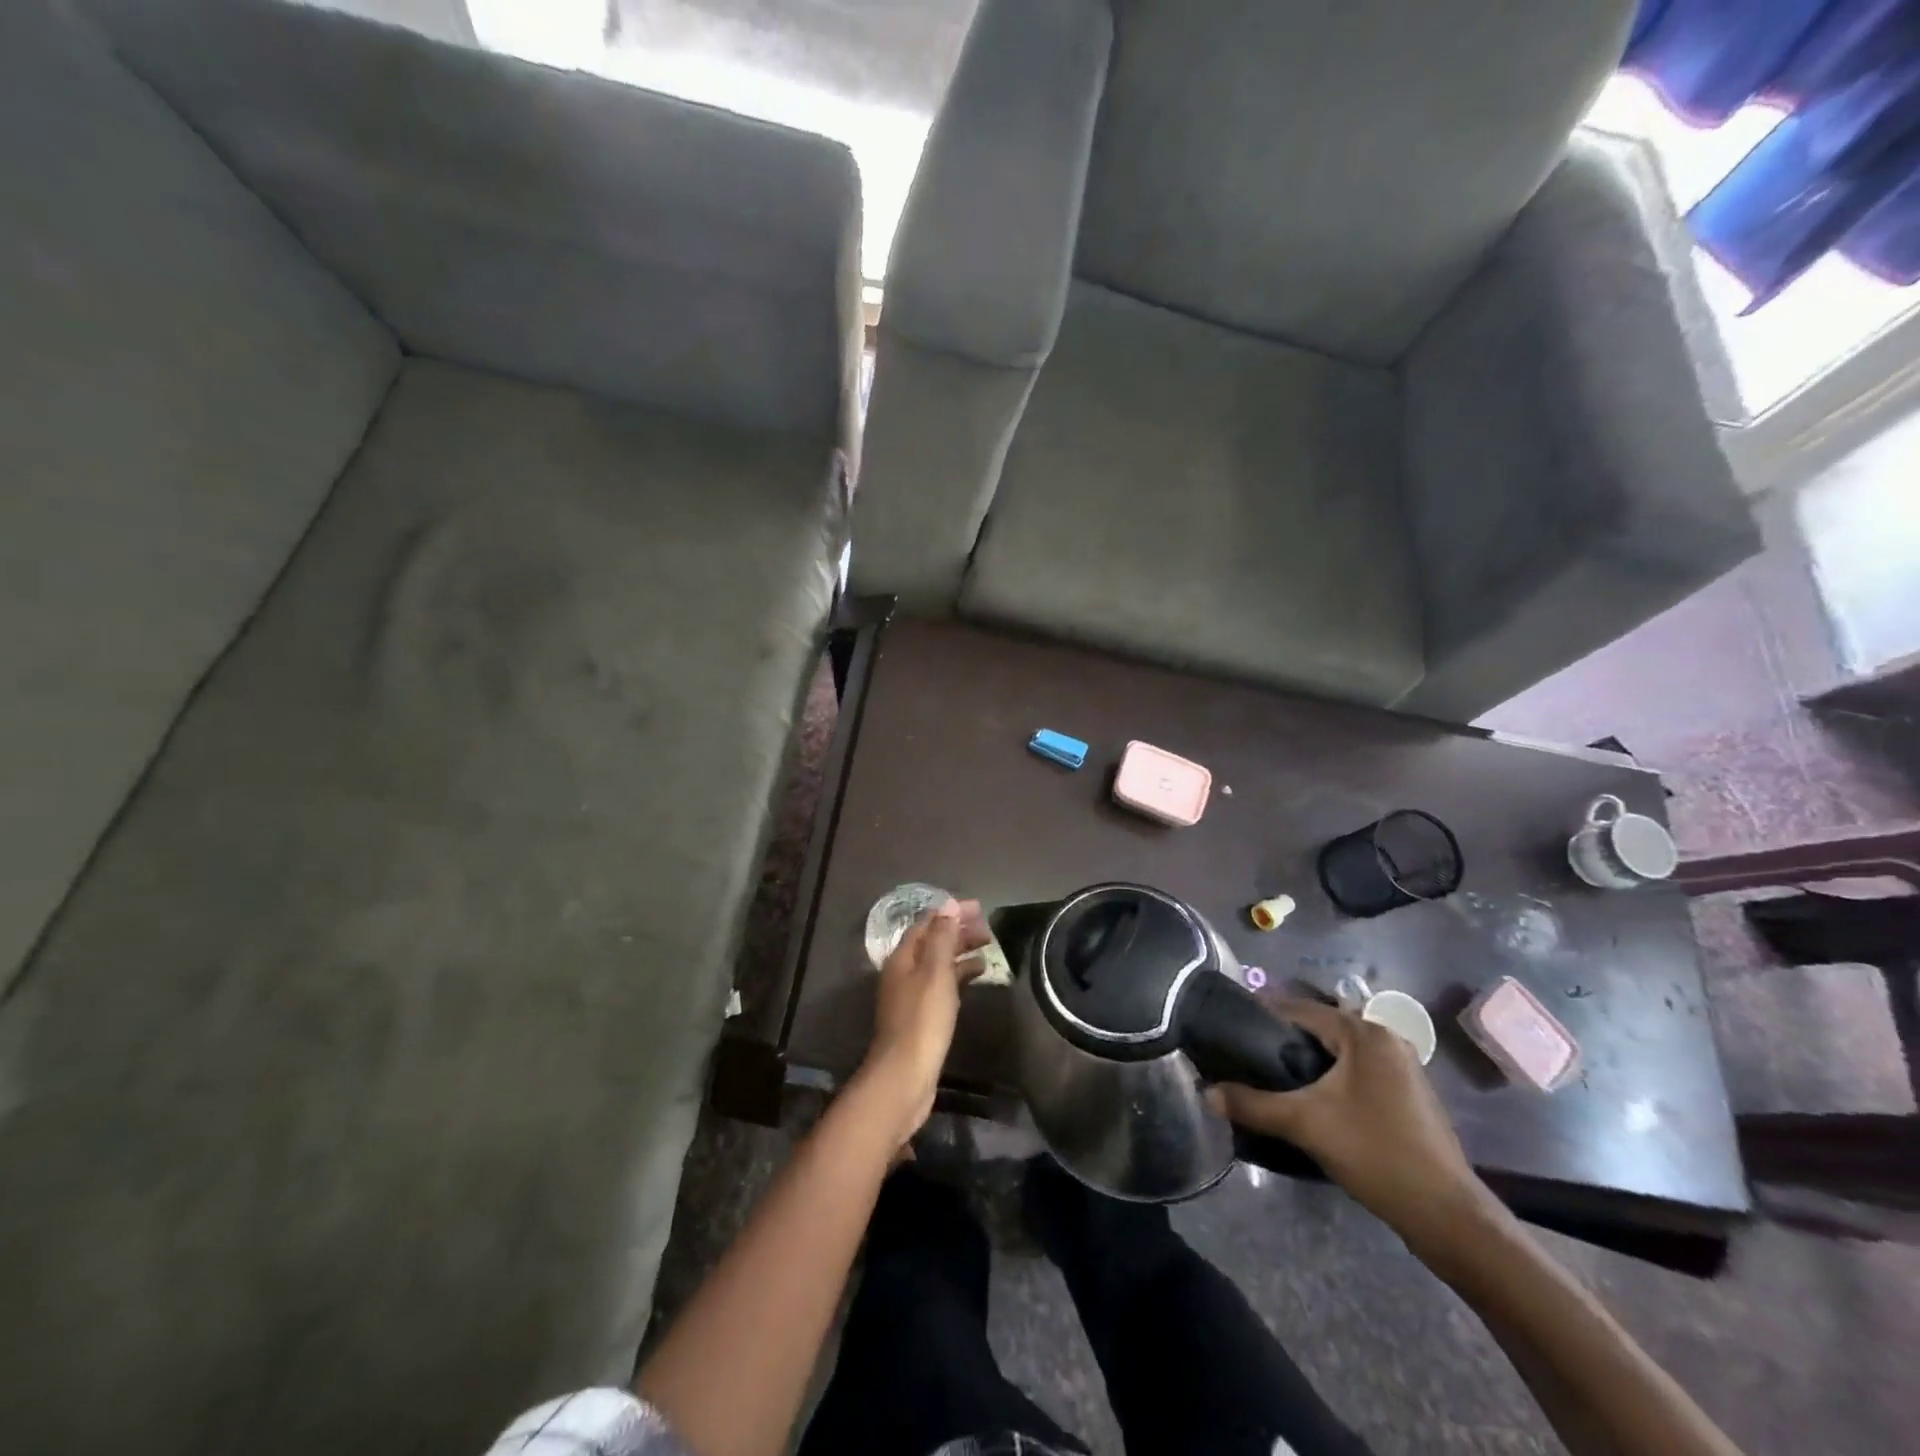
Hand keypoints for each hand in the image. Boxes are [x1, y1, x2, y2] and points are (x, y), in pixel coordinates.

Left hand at [855, 899, 988, 1143]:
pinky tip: (976, 977)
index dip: (952, 912)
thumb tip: (948, 904)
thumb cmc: (922, 1019)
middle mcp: (902, 972)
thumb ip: (942, 937)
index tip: (981, 908)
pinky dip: (959, 975)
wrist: (905, 1076)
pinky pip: (941, 984)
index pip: (927, 923)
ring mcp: (910, 995)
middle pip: (932, 942)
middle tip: (989, 929)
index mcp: (902, 957)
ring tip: (988, 948)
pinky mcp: (920, 1016)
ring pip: (938, 963)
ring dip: (960, 952)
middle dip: (958, 931)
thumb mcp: (935, 972)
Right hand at [1207, 998, 1504, 1258]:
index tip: (1229, 1029)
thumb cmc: (1375, 1152)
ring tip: (1269, 1079)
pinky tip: (1309, 1101)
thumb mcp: (1305, 1124)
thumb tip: (1206, 1093)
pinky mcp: (1407, 1095)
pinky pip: (1355, 1072)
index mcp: (1363, 1032)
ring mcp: (1401, 1068)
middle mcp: (1385, 1039)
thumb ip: (1252, 1104)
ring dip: (1306, 1062)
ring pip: (1338, 1053)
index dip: (1261, 1016)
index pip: (1299, 1009)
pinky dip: (1329, 1078)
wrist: (1446, 1215)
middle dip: (1282, 1041)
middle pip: (1319, 1029)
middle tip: (1244, 1057)